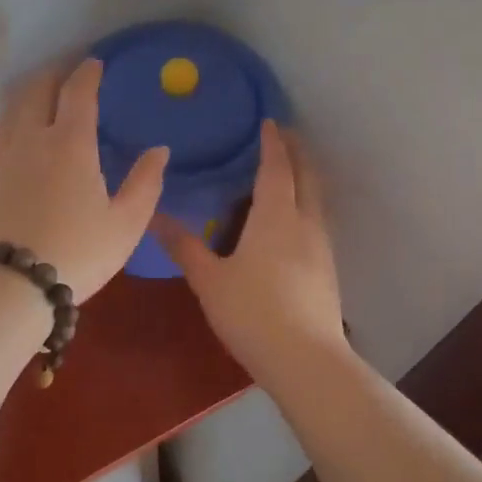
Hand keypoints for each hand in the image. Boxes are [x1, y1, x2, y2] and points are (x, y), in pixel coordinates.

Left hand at [0, 58, 168, 300]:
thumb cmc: (78, 253)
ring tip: (42, 95)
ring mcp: (2, 156)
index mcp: (70, 143)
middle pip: (37, 89)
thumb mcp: (126, 224)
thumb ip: (145, 183)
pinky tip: (12, 133)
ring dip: (29, 93)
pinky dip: (8, 123)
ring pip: (11, 108)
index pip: (77, 91)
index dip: (88, 72)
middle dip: (54, 74)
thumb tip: (159, 150)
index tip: (95, 62)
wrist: (12, 284)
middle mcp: (31, 138)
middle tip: (68, 72)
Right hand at [153, 122, 346, 376]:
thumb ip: (184, 247)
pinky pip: (317, 222)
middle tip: (284, 136)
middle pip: (307, 177)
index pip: (276, 167)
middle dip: (297, 152)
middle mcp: (305, 223)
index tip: (270, 122)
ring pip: (316, 200)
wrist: (306, 360)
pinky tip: (291, 222)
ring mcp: (321, 247)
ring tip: (287, 173)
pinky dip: (305, 205)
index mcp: (276, 216)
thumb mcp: (209, 280)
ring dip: (304, 179)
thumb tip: (154, 216)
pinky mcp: (327, 270)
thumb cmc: (252, 312)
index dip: (273, 143)